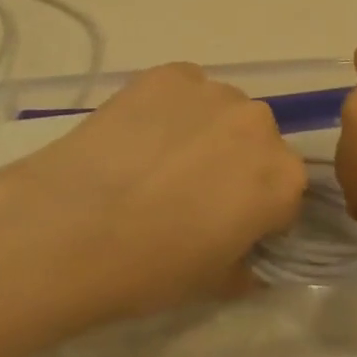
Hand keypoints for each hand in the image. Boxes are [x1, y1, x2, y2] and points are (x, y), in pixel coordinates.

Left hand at [0, 64, 308, 321]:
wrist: (72, 226)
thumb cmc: (150, 267)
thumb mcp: (213, 284)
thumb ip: (246, 265)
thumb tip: (246, 257)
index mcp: (283, 178)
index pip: (284, 193)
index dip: (256, 214)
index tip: (227, 227)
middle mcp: (259, 124)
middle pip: (257, 143)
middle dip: (234, 164)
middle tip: (190, 191)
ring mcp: (212, 91)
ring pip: (221, 111)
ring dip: (204, 130)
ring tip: (157, 159)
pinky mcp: (168, 73)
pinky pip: (183, 88)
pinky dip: (169, 106)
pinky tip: (137, 134)